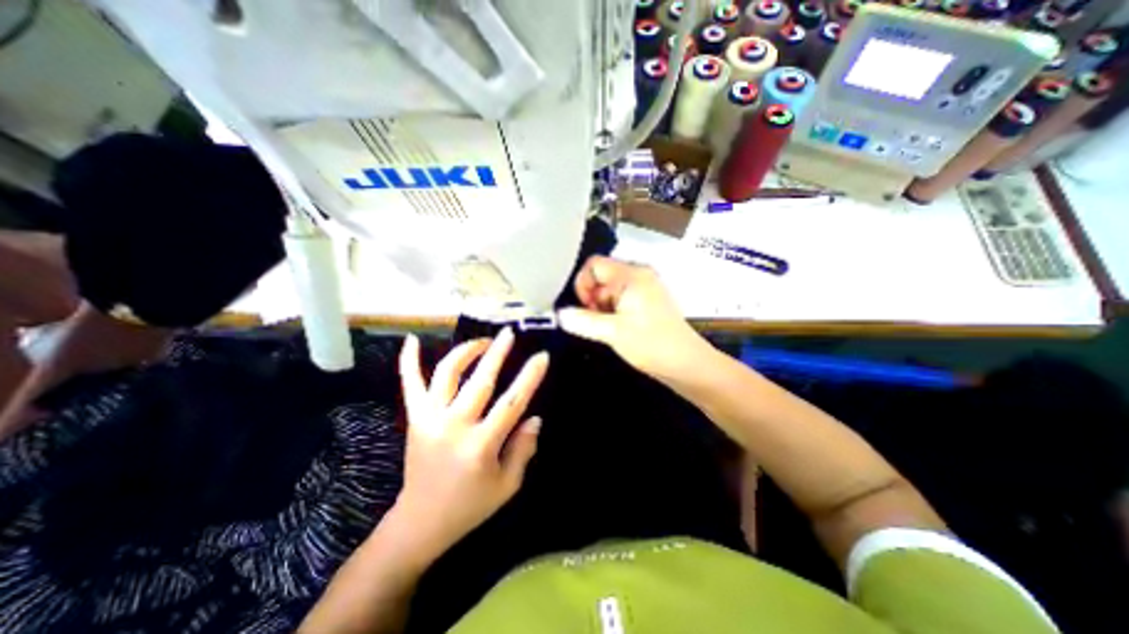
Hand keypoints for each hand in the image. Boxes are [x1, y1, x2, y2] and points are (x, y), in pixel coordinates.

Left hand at [395, 330, 545, 560]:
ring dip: (466, 352)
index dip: (530, 377)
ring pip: (447, 374)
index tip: (542, 356)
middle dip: (497, 353)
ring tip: (482, 341)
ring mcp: (430, 419)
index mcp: (481, 446)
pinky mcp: (415, 419)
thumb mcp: (507, 486)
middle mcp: (454, 426)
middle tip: (509, 333)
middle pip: (480, 380)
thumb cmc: (470, 505)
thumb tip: (535, 417)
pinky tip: (412, 340)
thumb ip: (523, 449)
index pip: (512, 402)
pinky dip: (408, 361)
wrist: (420, 522)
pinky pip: (410, 384)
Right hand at [554, 256, 703, 380]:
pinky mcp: (647, 302)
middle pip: (601, 277)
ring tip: (610, 328)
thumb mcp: (612, 332)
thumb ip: (582, 321)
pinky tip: (619, 329)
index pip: (594, 264)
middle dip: (593, 299)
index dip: (583, 284)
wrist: (687, 364)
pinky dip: (613, 312)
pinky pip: (620, 299)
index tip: (586, 309)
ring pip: (609, 291)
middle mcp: (639, 275)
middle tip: (599, 322)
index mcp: (631, 274)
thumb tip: (560, 315)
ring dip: (602, 308)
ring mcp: (645, 288)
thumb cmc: (651, 344)